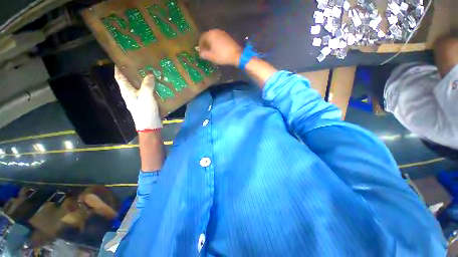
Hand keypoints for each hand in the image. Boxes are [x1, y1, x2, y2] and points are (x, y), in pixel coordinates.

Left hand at [114, 67, 161, 131]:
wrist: (150, 125)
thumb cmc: (145, 111)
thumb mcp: (146, 97)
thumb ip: (147, 85)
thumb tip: (150, 74)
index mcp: (127, 91)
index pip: (119, 77)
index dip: (118, 68)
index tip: (121, 59)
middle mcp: (131, 94)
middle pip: (129, 80)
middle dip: (133, 72)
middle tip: (140, 64)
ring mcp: (138, 99)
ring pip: (139, 86)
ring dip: (143, 79)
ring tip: (150, 72)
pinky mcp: (146, 103)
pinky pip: (147, 92)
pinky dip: (150, 87)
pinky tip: (156, 85)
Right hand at [198, 29, 241, 66]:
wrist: (237, 55)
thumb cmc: (223, 56)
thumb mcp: (212, 57)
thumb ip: (204, 54)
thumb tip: (200, 53)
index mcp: (210, 35)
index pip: (202, 38)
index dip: (200, 45)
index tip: (200, 52)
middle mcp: (215, 31)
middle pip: (207, 36)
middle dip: (205, 44)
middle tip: (205, 51)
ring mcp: (222, 33)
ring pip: (213, 37)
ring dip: (211, 43)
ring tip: (211, 51)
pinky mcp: (227, 36)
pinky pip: (218, 38)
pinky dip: (216, 43)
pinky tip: (217, 49)